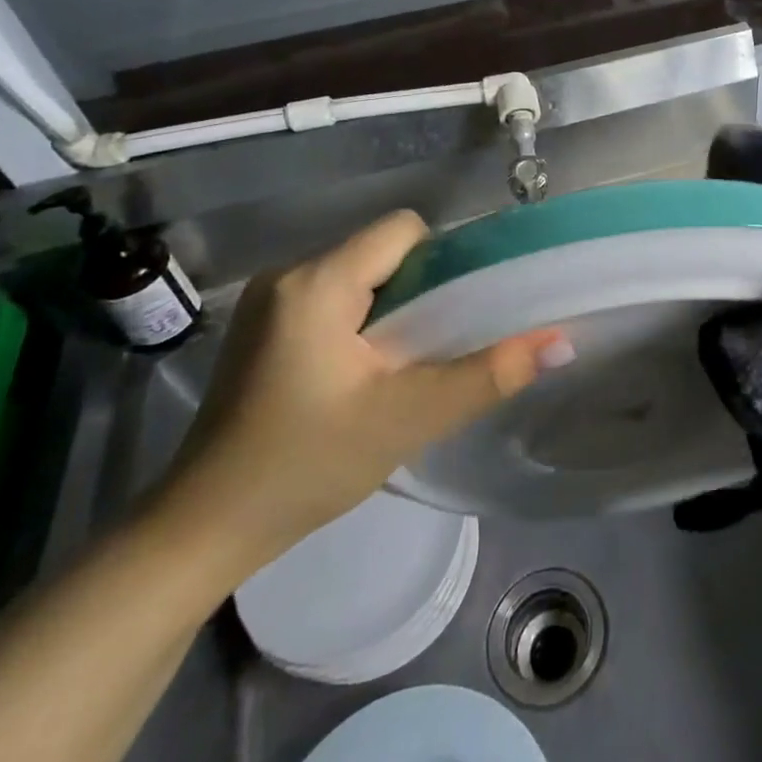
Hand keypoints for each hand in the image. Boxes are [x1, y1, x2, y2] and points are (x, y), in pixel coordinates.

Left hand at [154, 210, 568, 580]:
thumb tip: (561, 341)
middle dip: (422, 289)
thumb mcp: (407, 419)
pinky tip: (366, 374)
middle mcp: (288, 274)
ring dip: (394, 309)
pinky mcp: (263, 328)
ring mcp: (269, 302)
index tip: (461, 311)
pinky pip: (334, 299)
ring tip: (407, 365)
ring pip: (361, 276)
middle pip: (383, 252)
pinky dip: (364, 322)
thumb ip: (489, 375)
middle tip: (439, 346)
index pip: (403, 230)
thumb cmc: (303, 467)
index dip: (444, 260)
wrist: (200, 532)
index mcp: (316, 282)